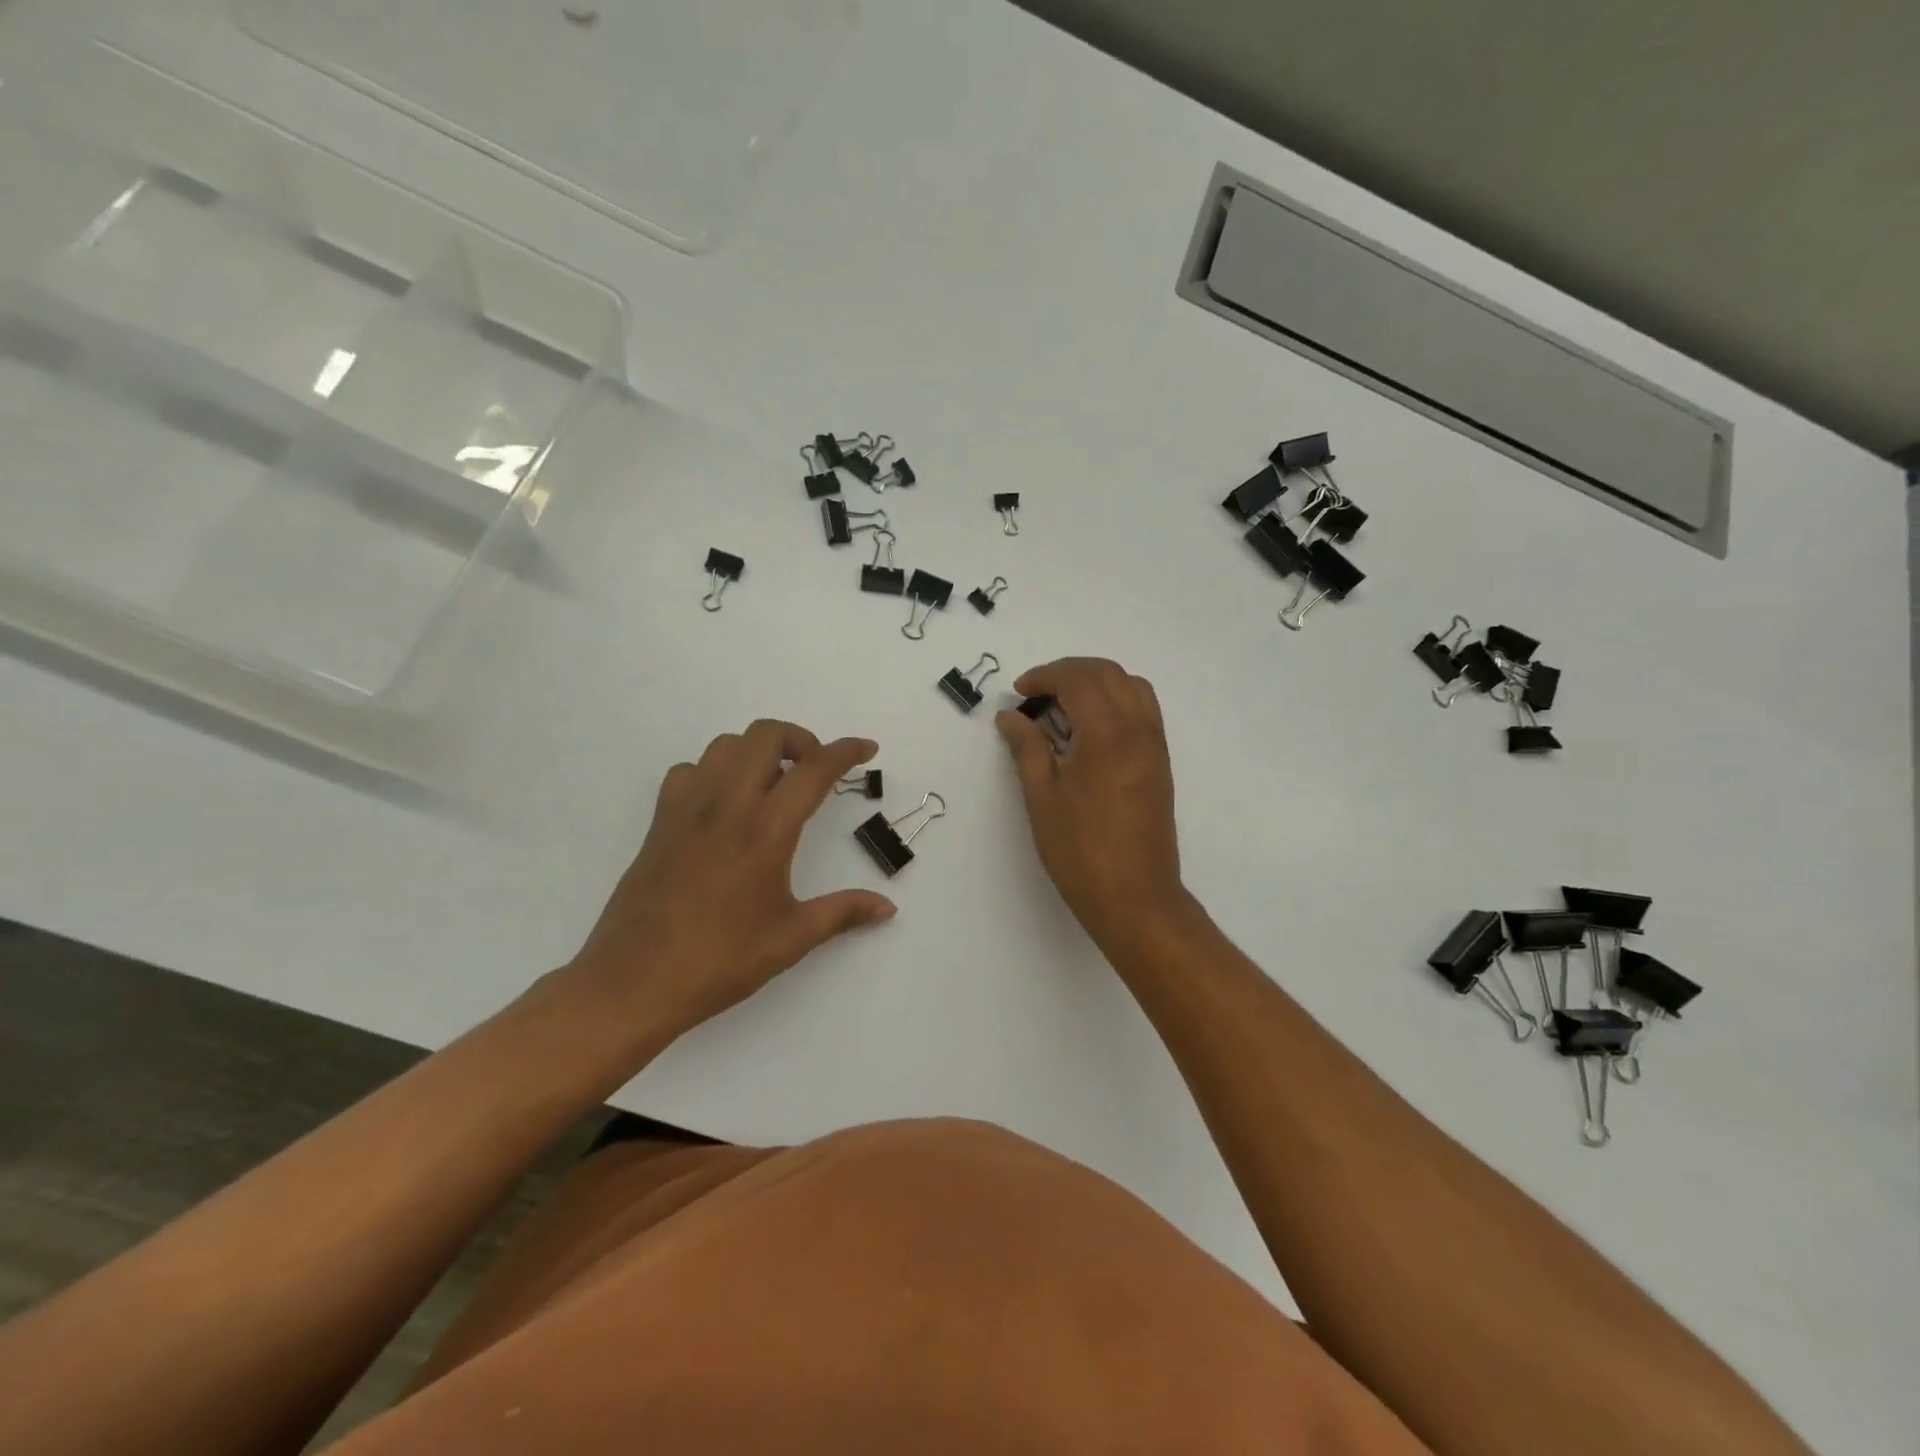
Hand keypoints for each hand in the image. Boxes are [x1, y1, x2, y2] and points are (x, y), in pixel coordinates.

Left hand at [568, 720, 895, 1042]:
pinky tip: (723, 806)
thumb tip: (888, 907)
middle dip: (799, 739)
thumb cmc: (720, 960)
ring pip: (725, 746)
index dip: (846, 750)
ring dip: (756, 752)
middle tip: (813, 771)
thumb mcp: (791, 938)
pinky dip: (714, 772)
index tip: (865, 748)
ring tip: (772, 786)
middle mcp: (727, 805)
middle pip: (765, 735)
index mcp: (766, 830)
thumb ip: (843, 913)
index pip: (814, 770)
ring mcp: (687, 809)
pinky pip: (689, 771)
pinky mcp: (660, 822)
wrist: (633, 983)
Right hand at [995, 658, 1189, 949]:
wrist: (1135, 898)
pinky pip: (1143, 710)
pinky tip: (1090, 728)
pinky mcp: (1160, 763)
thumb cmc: (1080, 851)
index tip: (1020, 691)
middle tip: (1037, 692)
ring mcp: (1155, 746)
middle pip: (1109, 674)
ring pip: (1132, 687)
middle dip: (1069, 672)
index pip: (1079, 680)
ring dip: (1097, 682)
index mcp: (1108, 735)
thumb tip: (1010, 716)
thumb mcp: (1042, 797)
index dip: (1046, 676)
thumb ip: (1028, 748)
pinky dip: (1116, 701)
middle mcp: (1139, 730)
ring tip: (1064, 705)